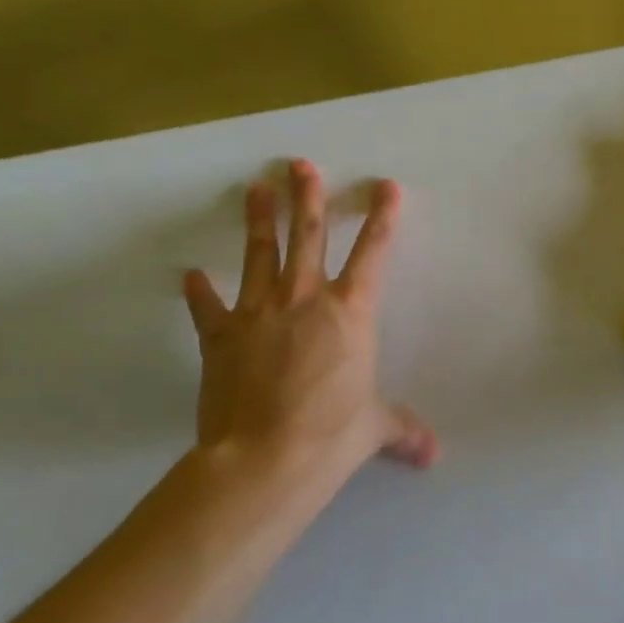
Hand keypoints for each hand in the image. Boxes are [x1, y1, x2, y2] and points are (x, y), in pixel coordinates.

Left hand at [181, 160, 436, 503]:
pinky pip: (208, 307)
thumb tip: (433, 453)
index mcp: (350, 312)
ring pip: (260, 255)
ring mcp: (258, 313)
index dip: (382, 217)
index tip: (385, 186)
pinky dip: (199, 292)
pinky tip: (191, 275)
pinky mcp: (220, 336)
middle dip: (308, 197)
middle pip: (308, 236)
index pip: (373, 253)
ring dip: (259, 219)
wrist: (265, 458)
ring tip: (256, 187)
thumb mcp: (373, 427)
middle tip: (300, 164)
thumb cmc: (331, 434)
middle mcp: (305, 299)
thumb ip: (402, 429)